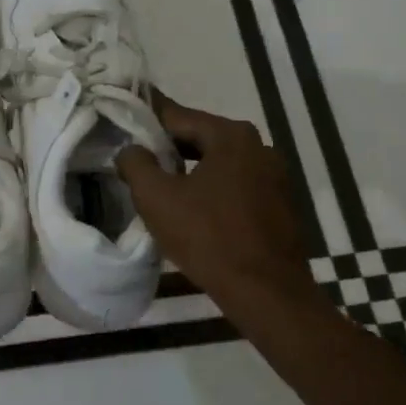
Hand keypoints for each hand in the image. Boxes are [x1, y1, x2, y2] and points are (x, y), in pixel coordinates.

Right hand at [117, 91, 314, 311]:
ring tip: (161, 184)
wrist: (267, 292)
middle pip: (201, 137)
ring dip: (191, 169)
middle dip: (168, 146)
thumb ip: (136, 163)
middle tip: (136, 155)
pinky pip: (236, 184)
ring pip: (219, 162)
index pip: (177, 115)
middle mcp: (258, 146)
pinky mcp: (280, 203)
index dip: (146, 116)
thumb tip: (131, 149)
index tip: (124, 112)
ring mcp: (275, 175)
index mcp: (230, 136)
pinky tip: (194, 208)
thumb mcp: (157, 198)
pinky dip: (213, 188)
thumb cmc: (208, 237)